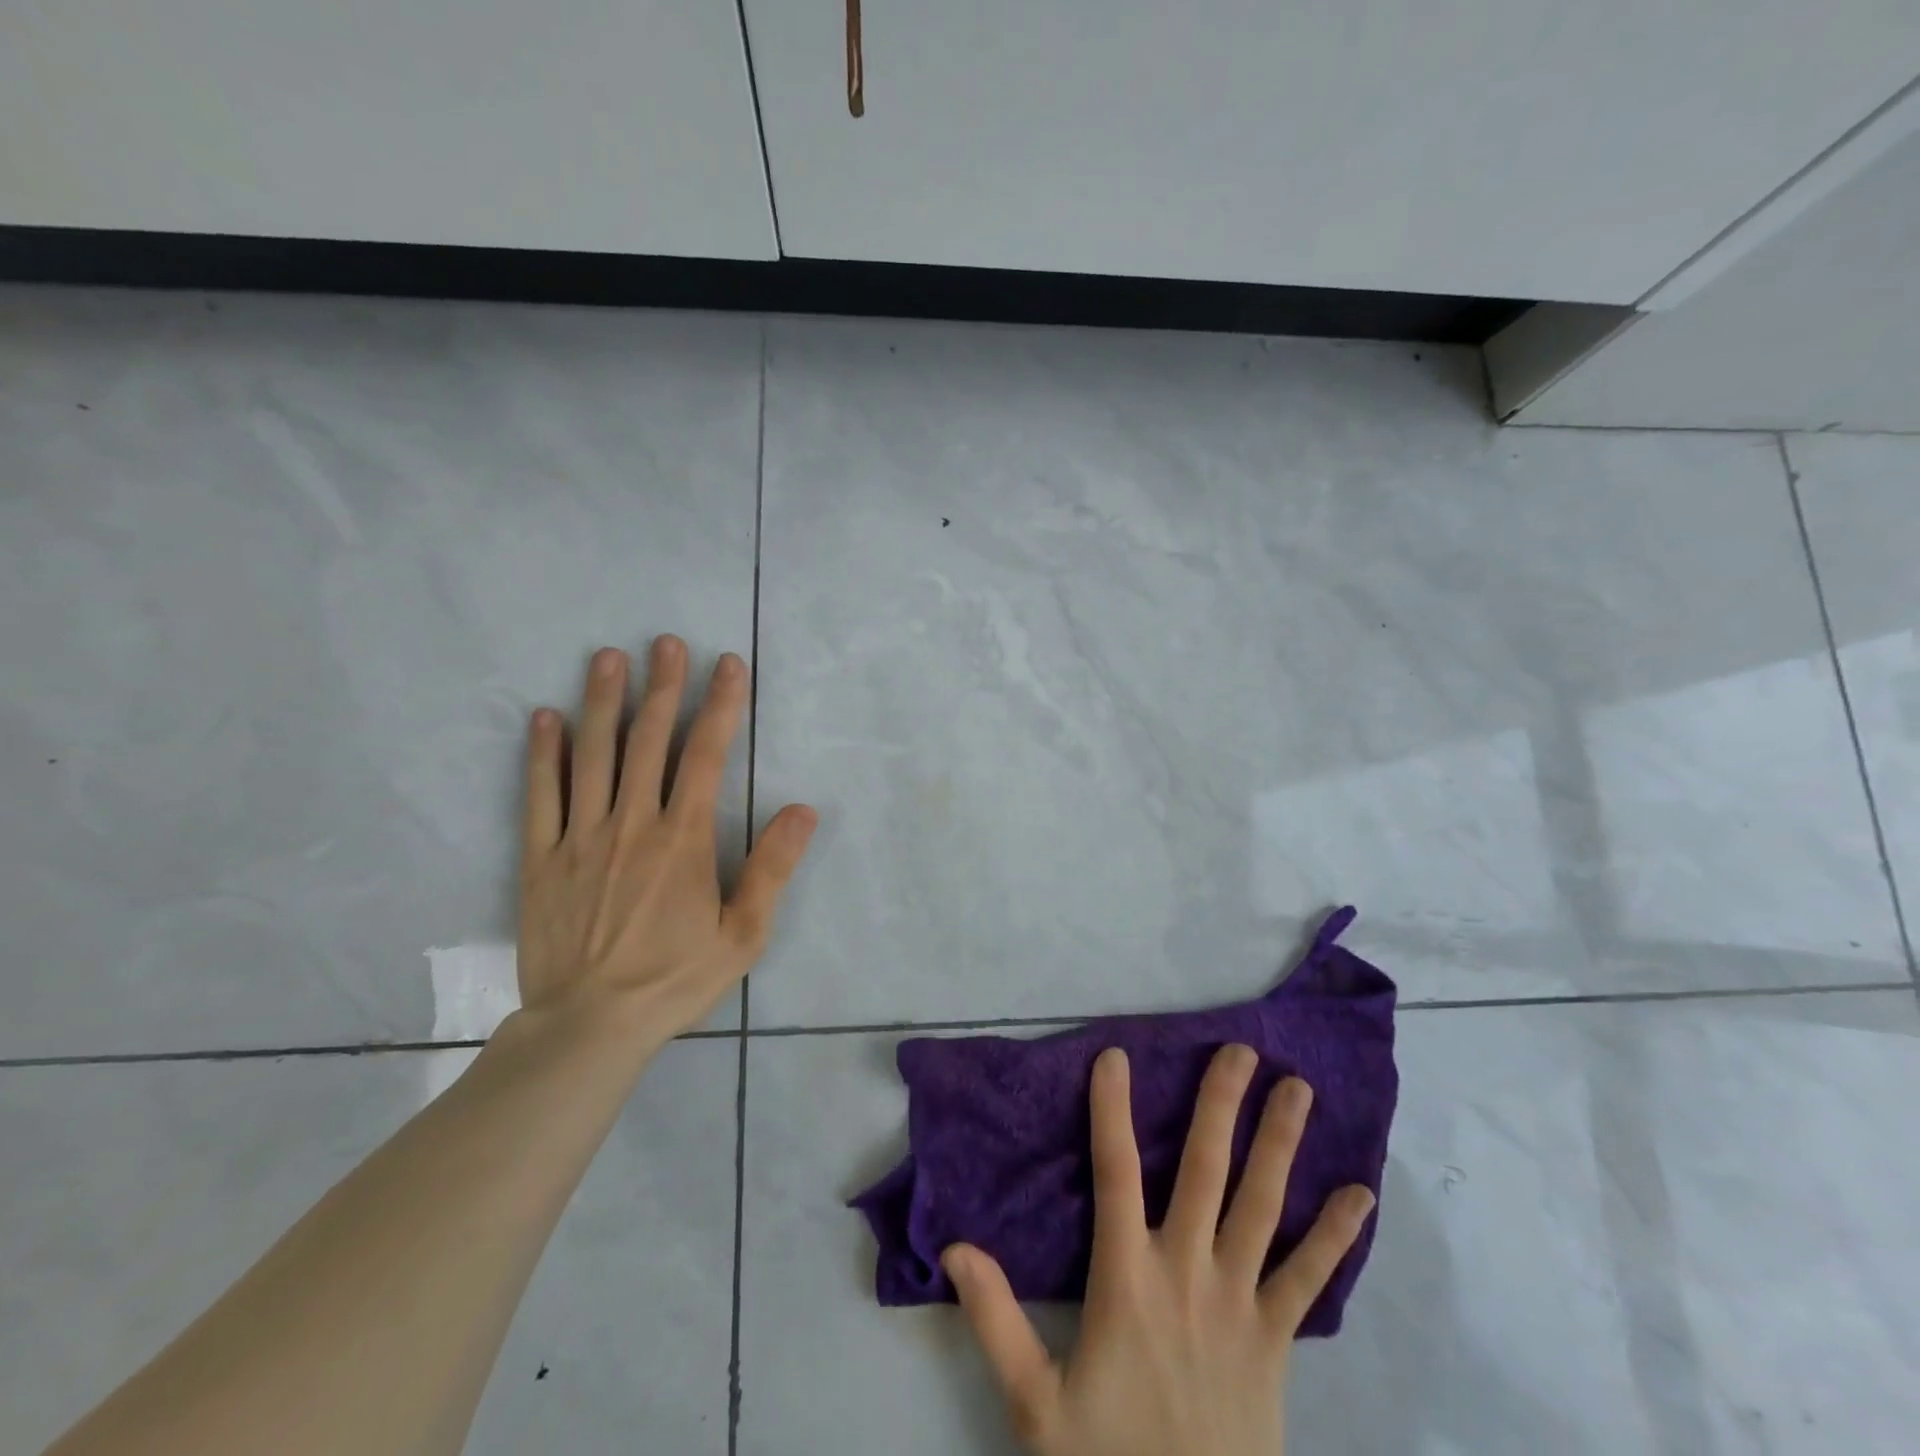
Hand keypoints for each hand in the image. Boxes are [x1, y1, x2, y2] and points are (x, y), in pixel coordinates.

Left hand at [515, 635, 816, 1050]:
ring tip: (607, 658)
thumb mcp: (743, 933)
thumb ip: (772, 868)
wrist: (589, 1026)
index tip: (726, 664)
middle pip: (648, 740)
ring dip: (601, 702)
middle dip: (662, 687)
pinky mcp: (540, 859)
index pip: (705, 754)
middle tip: (665, 642)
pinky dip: (542, 754)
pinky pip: (539, 796)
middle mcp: (632, 823)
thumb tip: (802, 809)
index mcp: (683, 838)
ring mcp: (580, 837)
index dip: (719, 704)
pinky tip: (544, 718)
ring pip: (592, 755)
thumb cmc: (674, 979)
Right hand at [944, 1045, 1375, 1455]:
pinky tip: (1361, 1194)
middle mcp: (1187, 1272)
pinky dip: (1335, 1235)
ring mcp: (1240, 1303)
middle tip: (1240, 1050)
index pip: (1115, 1172)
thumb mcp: (1035, 1404)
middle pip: (1205, 1170)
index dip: (1112, 1110)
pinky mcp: (1277, 1340)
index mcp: (1126, 1279)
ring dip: (1279, 1143)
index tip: (1116, 1056)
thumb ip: (995, 1320)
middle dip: (1220, 1104)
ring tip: (1299, 1089)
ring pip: (1262, 1206)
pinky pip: (1309, 1279)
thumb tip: (954, 1246)